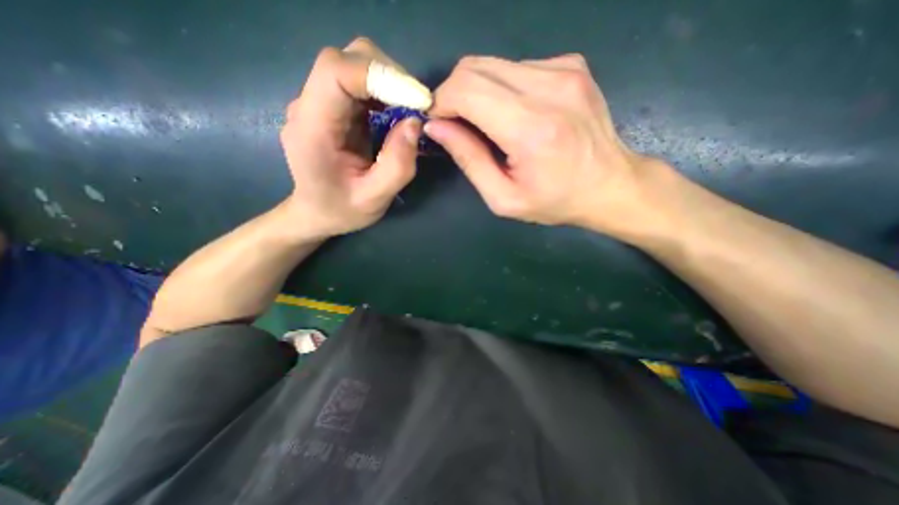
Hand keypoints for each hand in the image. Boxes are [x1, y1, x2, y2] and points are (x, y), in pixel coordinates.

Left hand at [281, 37, 423, 240]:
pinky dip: (386, 93)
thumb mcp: (374, 199)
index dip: (380, 75)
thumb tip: (415, 123)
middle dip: (390, 77)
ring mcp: (321, 102)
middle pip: (349, 59)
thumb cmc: (341, 210)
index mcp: (312, 127)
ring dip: (391, 84)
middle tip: (418, 108)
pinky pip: (362, 84)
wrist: (317, 213)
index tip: (417, 100)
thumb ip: (396, 166)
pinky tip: (397, 117)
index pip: (336, 71)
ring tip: (410, 114)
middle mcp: (310, 105)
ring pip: (357, 66)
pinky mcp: (334, 107)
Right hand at [426, 53, 658, 229]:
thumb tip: (437, 127)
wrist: (610, 185)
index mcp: (530, 129)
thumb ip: (469, 160)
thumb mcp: (503, 198)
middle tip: (457, 123)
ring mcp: (565, 70)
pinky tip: (515, 114)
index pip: (466, 90)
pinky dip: (503, 88)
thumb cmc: (554, 200)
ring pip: (494, 64)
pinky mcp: (572, 65)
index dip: (441, 102)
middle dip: (454, 94)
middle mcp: (549, 88)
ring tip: (488, 124)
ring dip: (478, 91)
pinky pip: (518, 67)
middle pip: (475, 67)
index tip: (438, 123)